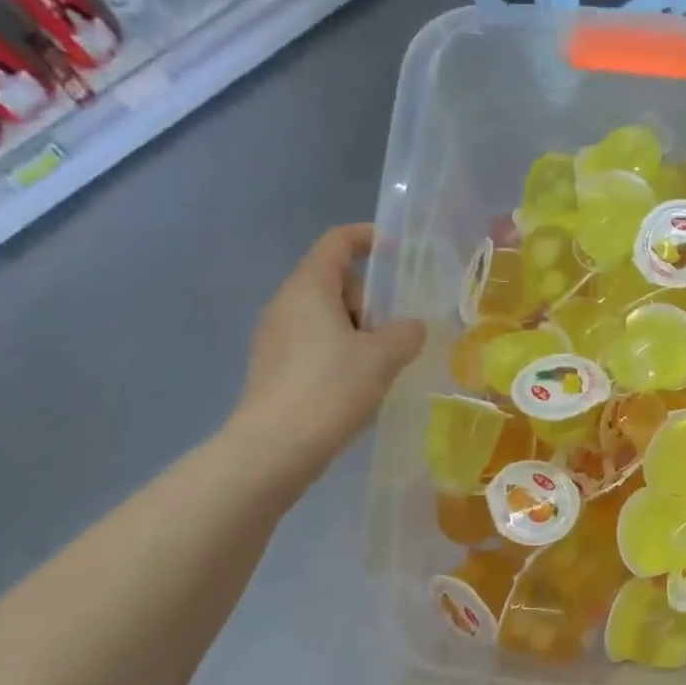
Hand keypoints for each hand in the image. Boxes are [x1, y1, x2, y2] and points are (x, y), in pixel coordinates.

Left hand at [224, 224, 423, 492]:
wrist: (275, 447)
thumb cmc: (330, 388)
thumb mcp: (383, 357)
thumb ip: (406, 333)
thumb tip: (411, 328)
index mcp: (308, 288)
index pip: (337, 243)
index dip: (368, 237)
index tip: (398, 250)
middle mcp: (286, 304)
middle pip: (335, 283)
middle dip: (371, 300)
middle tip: (398, 330)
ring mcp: (275, 337)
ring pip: (326, 317)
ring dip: (359, 332)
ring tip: (385, 364)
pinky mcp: (274, 368)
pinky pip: (315, 344)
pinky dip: (341, 353)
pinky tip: (359, 385)